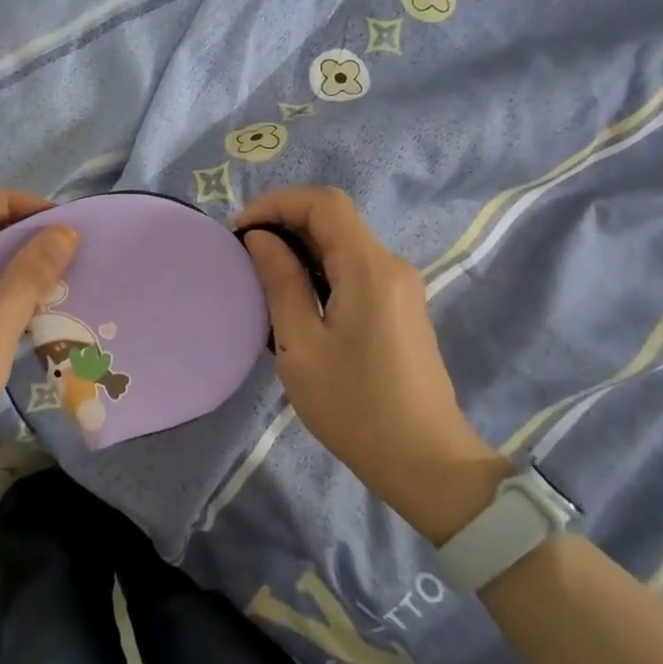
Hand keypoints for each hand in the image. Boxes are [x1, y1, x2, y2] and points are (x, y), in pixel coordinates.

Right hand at [237, 186, 507, 538]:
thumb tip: (260, 238)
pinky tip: (297, 301)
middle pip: (334, 219)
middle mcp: (390, 265)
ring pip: (344, 245)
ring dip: (301, 249)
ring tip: (262, 278)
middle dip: (284, 224)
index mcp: (369, 267)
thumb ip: (281, 282)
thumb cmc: (354, 405)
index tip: (239, 231)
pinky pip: (355, 270)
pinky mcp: (400, 308)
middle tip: (243, 255)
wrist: (424, 460)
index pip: (323, 203)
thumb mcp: (301, 345)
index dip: (276, 203)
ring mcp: (400, 287)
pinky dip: (320, 270)